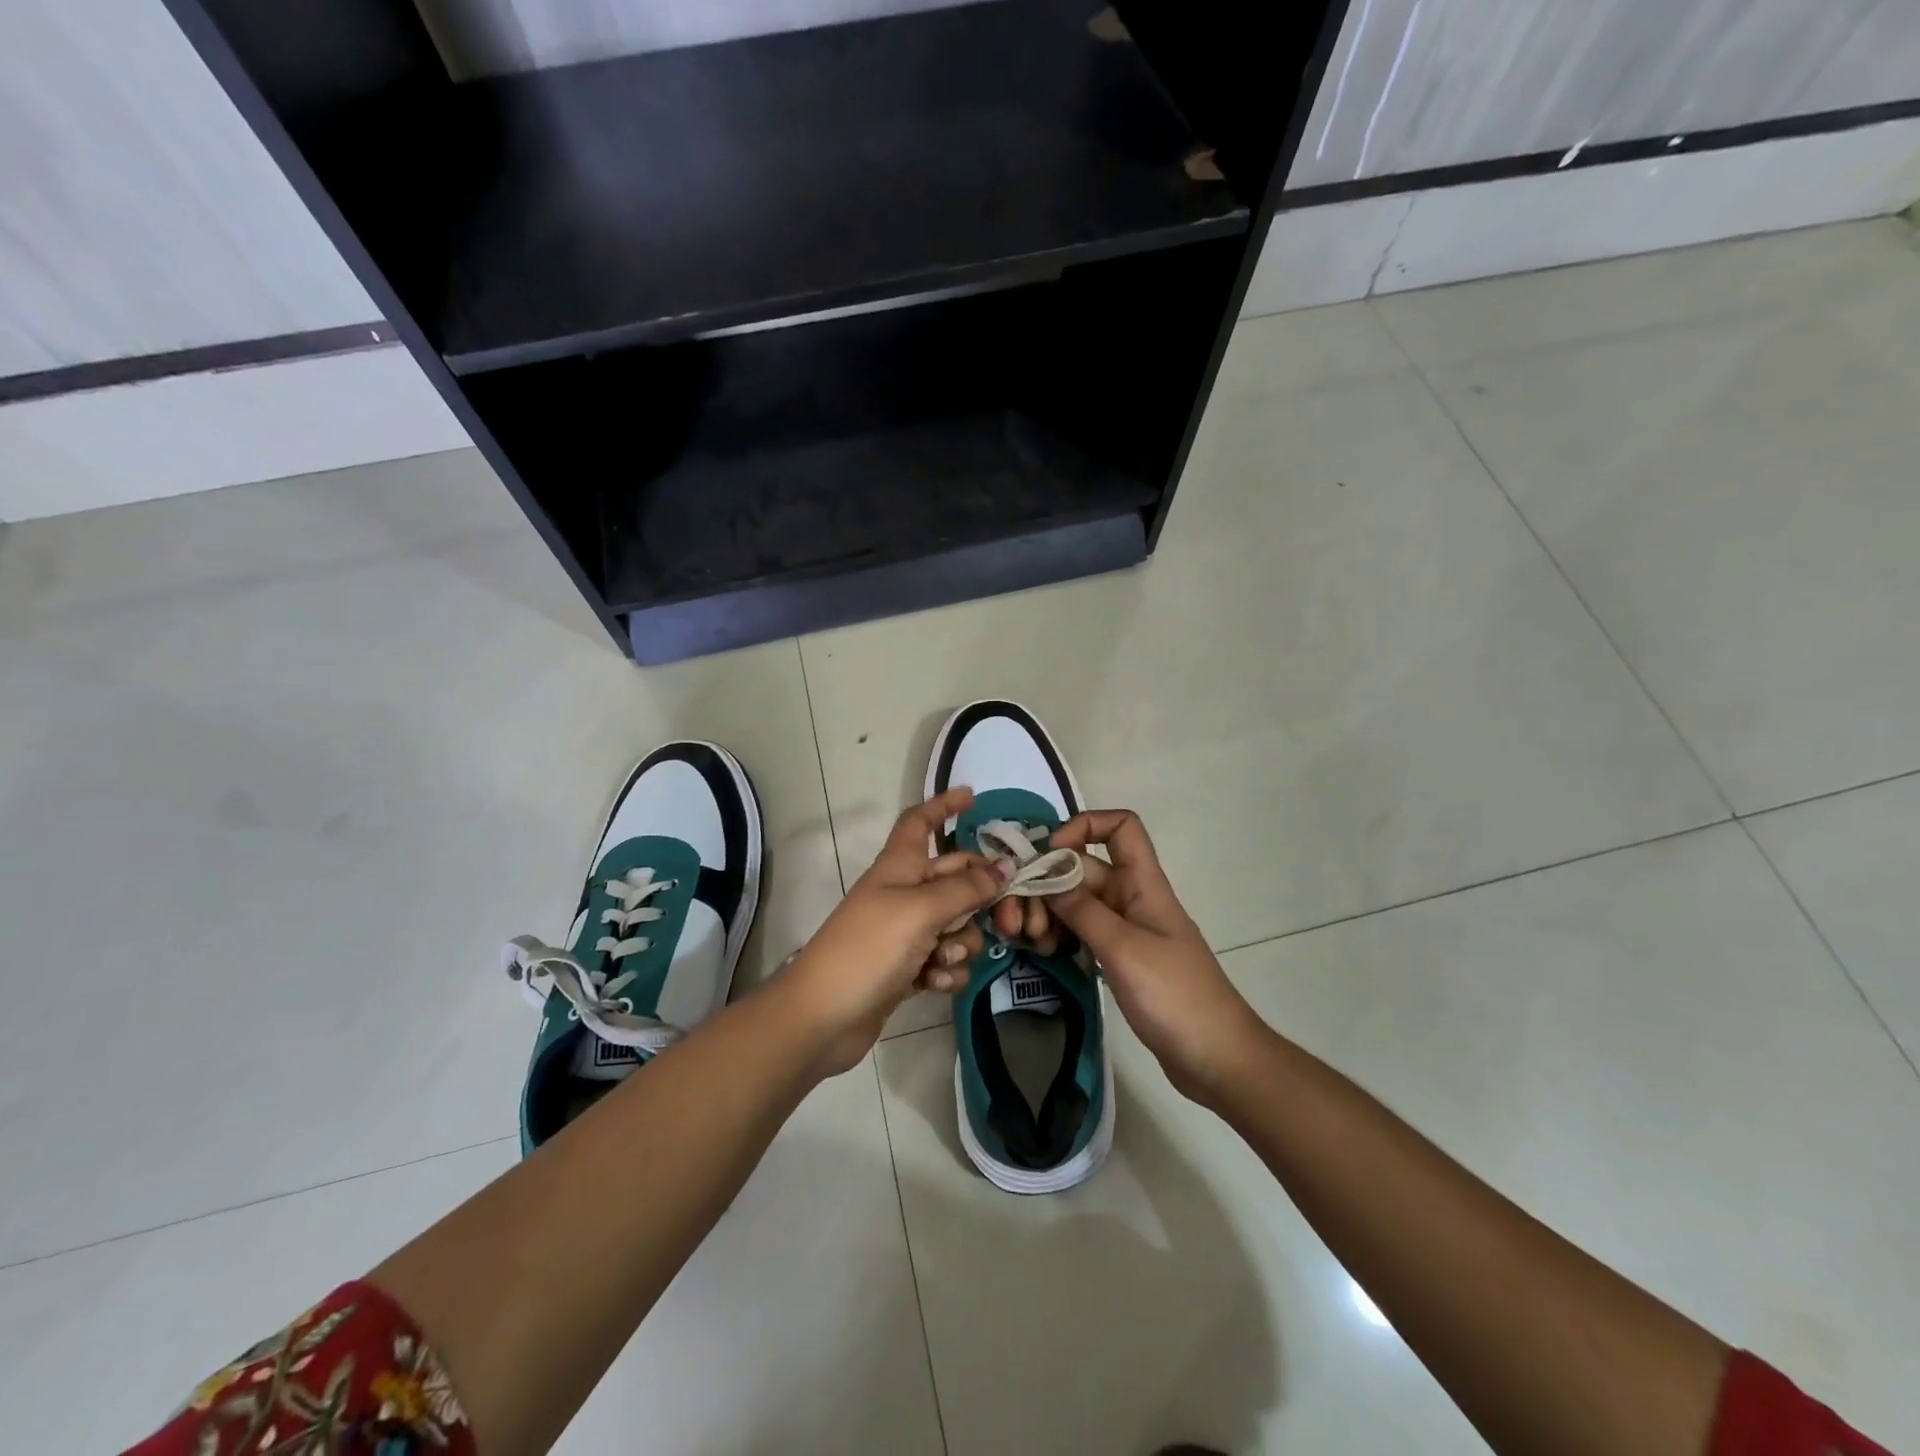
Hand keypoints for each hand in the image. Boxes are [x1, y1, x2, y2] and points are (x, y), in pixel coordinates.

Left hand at [783, 788, 1008, 1076]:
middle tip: (1006, 920)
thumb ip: (967, 889)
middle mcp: (905, 892)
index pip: (920, 822)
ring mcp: (906, 932)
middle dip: (980, 897)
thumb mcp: (921, 910)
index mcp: (900, 866)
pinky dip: (946, 971)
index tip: (973, 797)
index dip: (943, 805)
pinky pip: (946, 959)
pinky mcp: (909, 968)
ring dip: (961, 943)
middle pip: (955, 877)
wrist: (823, 1017)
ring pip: (957, 924)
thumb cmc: (869, 948)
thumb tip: (1006, 868)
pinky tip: (933, 984)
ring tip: (943, 959)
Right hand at [1046, 810, 1266, 1104]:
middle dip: (1048, 883)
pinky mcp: (1120, 959)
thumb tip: (1047, 876)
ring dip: (1049, 912)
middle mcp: (1133, 899)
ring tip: (1029, 940)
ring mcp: (1126, 930)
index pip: (1121, 827)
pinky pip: (1083, 932)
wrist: (1217, 1059)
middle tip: (1019, 918)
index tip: (1050, 854)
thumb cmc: (1176, 997)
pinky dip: (1061, 936)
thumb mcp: (1124, 949)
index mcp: (1144, 884)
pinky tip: (1044, 953)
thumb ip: (1083, 910)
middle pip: (1085, 869)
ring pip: (1078, 902)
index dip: (1084, 826)